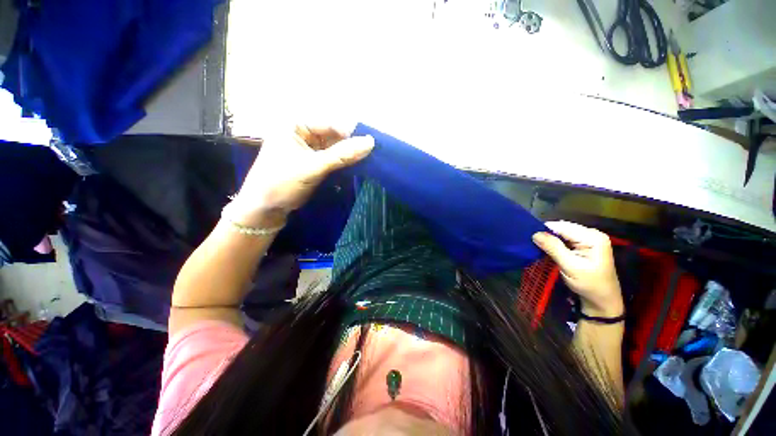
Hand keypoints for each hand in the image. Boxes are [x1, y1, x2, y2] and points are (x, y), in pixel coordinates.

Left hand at [230, 125, 373, 226]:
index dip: (350, 135)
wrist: (265, 209)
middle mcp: (302, 133)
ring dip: (347, 156)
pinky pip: (332, 159)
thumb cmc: (282, 182)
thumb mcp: (313, 167)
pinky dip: (342, 164)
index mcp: (295, 125)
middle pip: (333, 136)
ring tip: (365, 163)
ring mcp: (308, 149)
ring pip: (334, 148)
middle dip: (350, 146)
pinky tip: (354, 168)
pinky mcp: (312, 162)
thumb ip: (342, 155)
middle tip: (369, 157)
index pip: (330, 124)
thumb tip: (370, 142)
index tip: (370, 147)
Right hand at [532, 221, 622, 317]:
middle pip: (562, 228)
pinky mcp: (583, 245)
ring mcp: (588, 239)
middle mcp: (591, 234)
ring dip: (549, 239)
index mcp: (592, 237)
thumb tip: (535, 234)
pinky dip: (554, 243)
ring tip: (536, 245)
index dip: (545, 230)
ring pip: (562, 233)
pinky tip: (547, 248)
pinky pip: (564, 239)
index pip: (563, 227)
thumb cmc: (589, 284)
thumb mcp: (570, 266)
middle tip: (531, 242)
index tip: (529, 237)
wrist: (602, 300)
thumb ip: (553, 248)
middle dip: (547, 234)